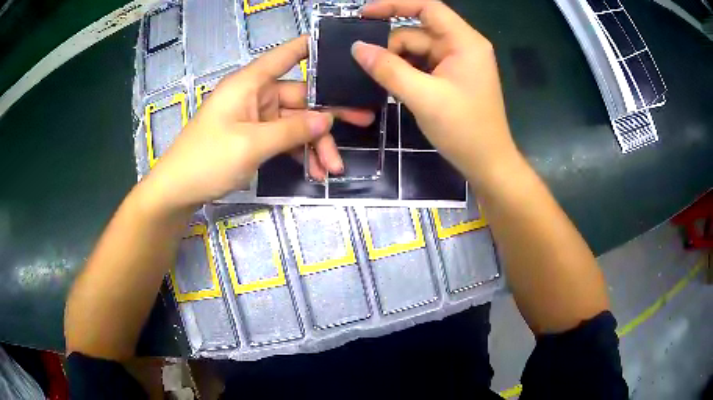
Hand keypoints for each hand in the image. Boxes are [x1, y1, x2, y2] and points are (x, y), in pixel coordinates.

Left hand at [143, 36, 373, 210]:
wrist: (178, 191)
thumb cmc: (207, 159)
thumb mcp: (252, 145)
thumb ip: (292, 130)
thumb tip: (328, 118)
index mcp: (250, 83)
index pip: (286, 55)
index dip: (312, 47)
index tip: (342, 47)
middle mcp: (255, 95)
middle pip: (299, 98)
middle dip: (327, 118)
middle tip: (365, 122)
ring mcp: (254, 117)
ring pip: (294, 123)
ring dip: (314, 144)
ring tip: (332, 169)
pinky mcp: (253, 137)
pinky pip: (283, 140)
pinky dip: (298, 154)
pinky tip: (314, 171)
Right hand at [352, 0, 518, 184]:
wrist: (487, 164)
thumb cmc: (464, 130)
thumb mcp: (423, 97)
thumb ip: (388, 69)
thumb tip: (357, 48)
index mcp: (464, 42)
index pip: (427, 8)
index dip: (395, 5)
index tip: (364, 14)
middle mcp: (462, 46)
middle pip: (418, 32)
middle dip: (392, 47)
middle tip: (368, 68)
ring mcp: (456, 63)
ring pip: (417, 51)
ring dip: (396, 63)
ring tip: (378, 81)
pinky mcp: (451, 78)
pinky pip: (422, 66)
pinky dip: (406, 73)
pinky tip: (392, 86)